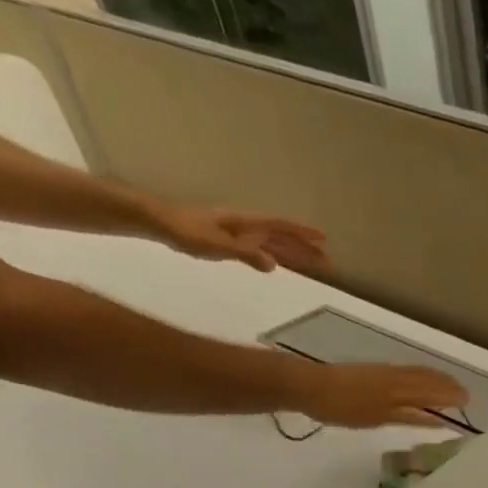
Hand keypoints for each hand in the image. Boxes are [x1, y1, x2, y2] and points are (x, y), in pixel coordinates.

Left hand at [146, 201, 336, 278]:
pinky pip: (260, 248)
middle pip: (282, 236)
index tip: (324, 239)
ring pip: (273, 243)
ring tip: (312, 263)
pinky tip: (279, 263)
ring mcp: (238, 233)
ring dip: (293, 252)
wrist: (159, 223)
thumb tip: (273, 264)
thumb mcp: (217, 245)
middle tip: (327, 260)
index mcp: (247, 223)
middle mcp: (246, 226)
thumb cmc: (187, 232)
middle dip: (305, 247)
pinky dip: (275, 255)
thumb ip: (245, 254)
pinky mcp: (230, 242)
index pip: (281, 227)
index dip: (302, 233)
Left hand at [278, 357, 470, 429]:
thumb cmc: (343, 407)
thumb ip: (411, 416)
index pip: (434, 390)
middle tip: (464, 395)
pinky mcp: (373, 372)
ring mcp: (384, 372)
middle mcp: (396, 376)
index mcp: (400, 388)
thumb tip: (439, 418)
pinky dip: (421, 377)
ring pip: (417, 373)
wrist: (308, 386)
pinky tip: (419, 384)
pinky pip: (407, 372)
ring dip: (436, 380)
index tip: (469, 402)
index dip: (452, 395)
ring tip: (448, 387)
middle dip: (448, 385)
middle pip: (428, 378)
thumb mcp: (379, 418)